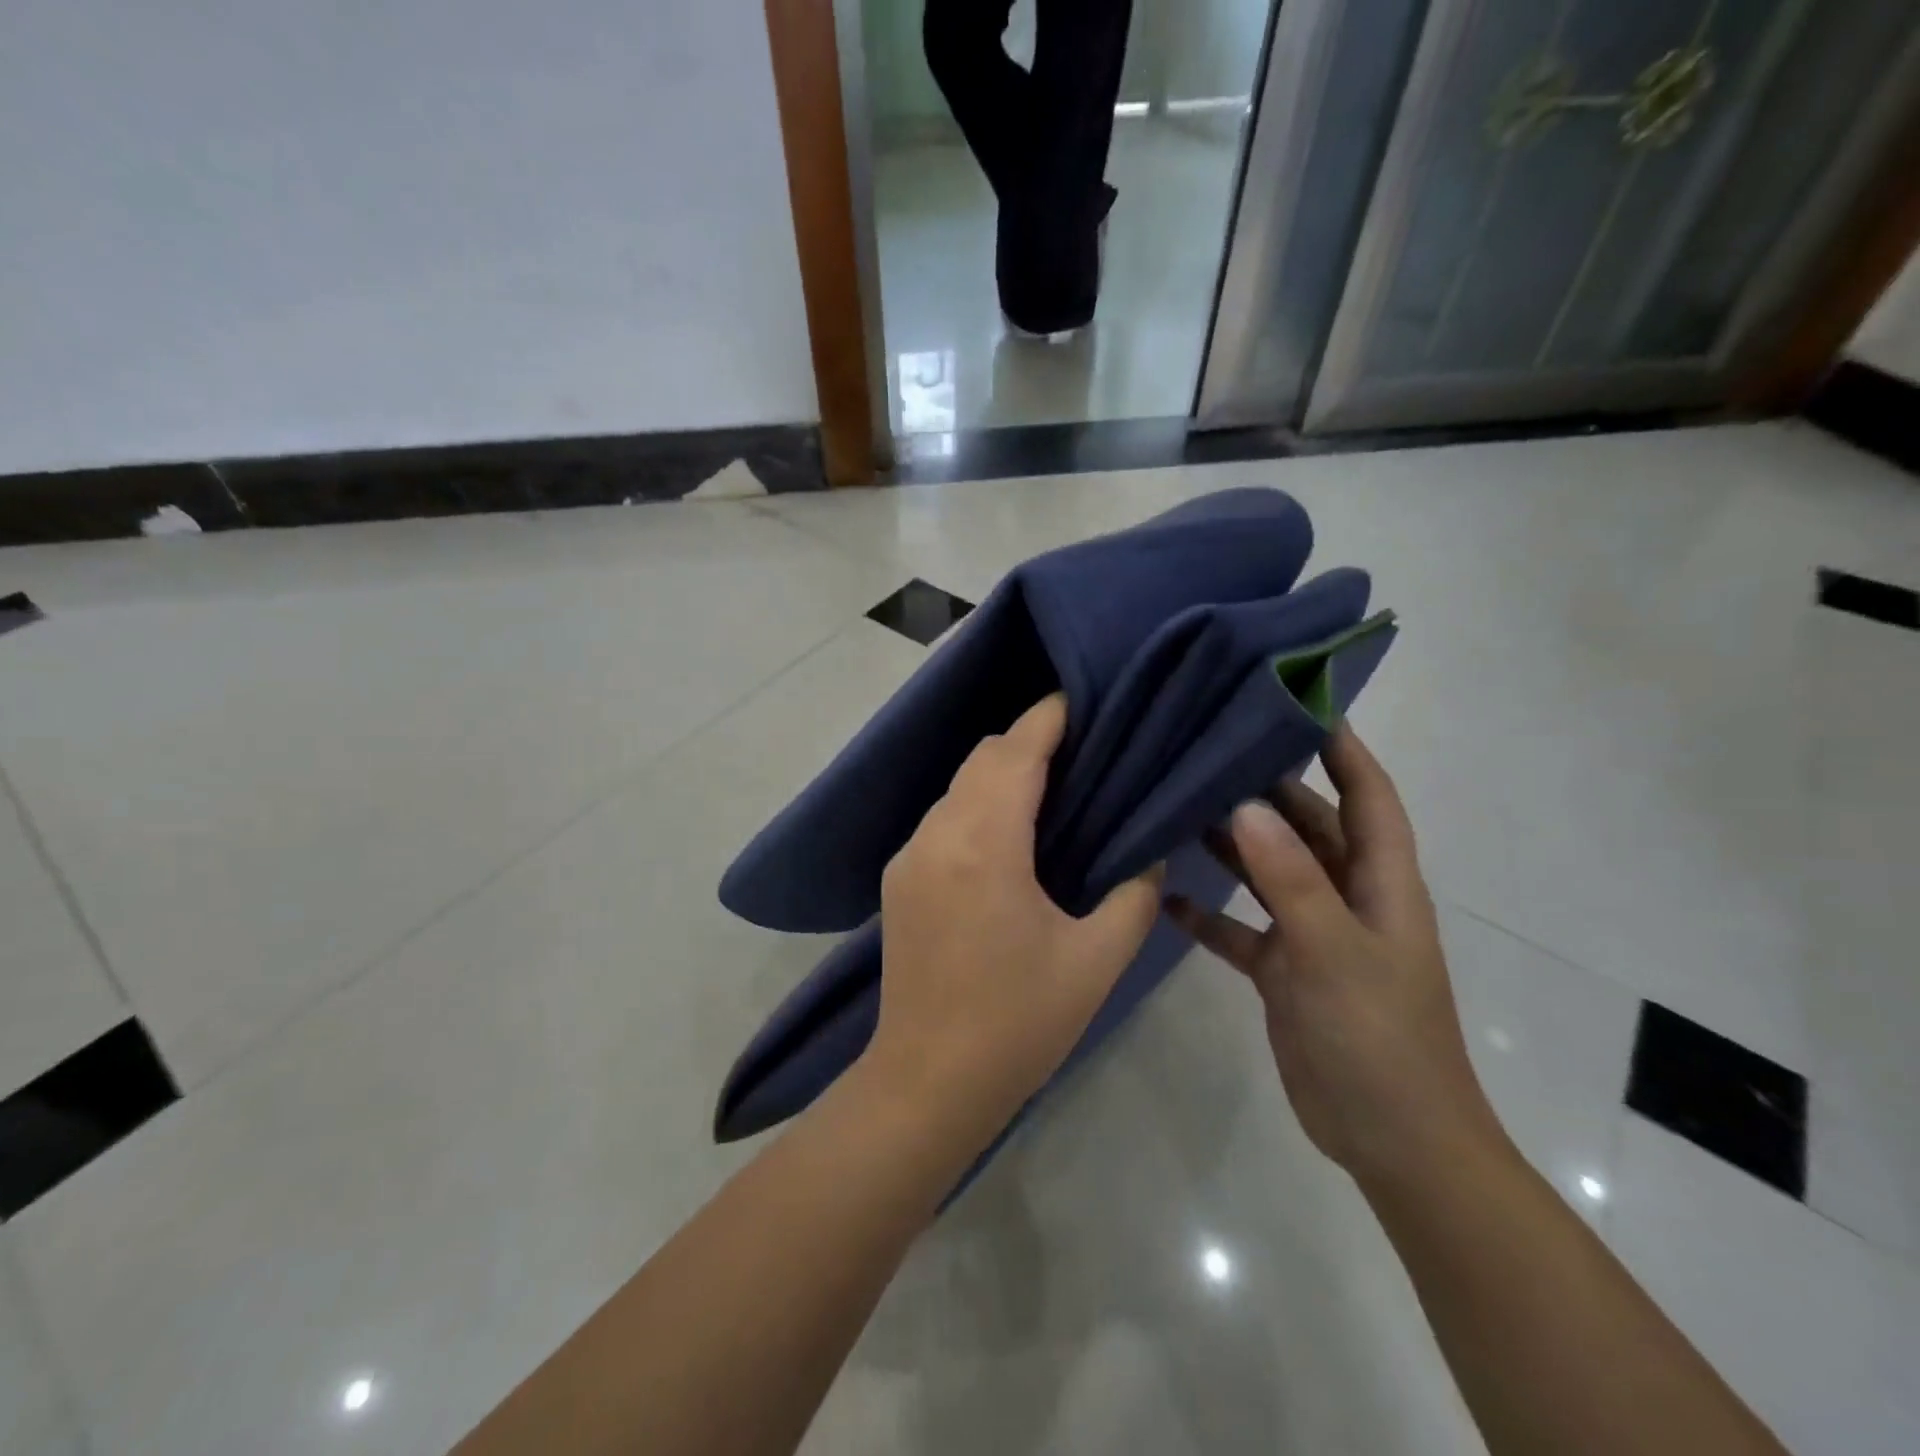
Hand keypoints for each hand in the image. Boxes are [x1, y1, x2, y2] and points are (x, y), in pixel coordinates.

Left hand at [866, 693, 1164, 1137]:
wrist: (928, 1081)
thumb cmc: (1018, 1022)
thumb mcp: (1096, 960)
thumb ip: (1134, 894)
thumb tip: (1149, 853)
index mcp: (984, 844)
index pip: (1016, 753)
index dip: (1048, 718)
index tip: (1081, 700)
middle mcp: (937, 835)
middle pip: (982, 759)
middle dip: (1028, 742)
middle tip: (1081, 751)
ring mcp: (909, 856)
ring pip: (958, 787)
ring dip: (1000, 775)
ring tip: (1052, 790)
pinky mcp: (898, 880)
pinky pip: (943, 819)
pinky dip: (977, 806)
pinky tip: (1009, 836)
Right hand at [1166, 726, 1500, 1187]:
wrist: (1390, 1140)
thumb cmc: (1379, 1037)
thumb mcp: (1334, 951)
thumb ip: (1289, 878)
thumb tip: (1246, 806)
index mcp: (1381, 882)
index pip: (1366, 794)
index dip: (1341, 746)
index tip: (1297, 702)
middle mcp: (1347, 896)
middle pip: (1307, 825)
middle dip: (1267, 788)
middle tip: (1209, 749)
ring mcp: (1313, 933)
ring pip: (1268, 872)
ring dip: (1231, 844)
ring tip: (1177, 808)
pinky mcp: (1284, 970)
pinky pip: (1241, 927)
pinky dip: (1210, 912)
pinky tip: (1168, 897)